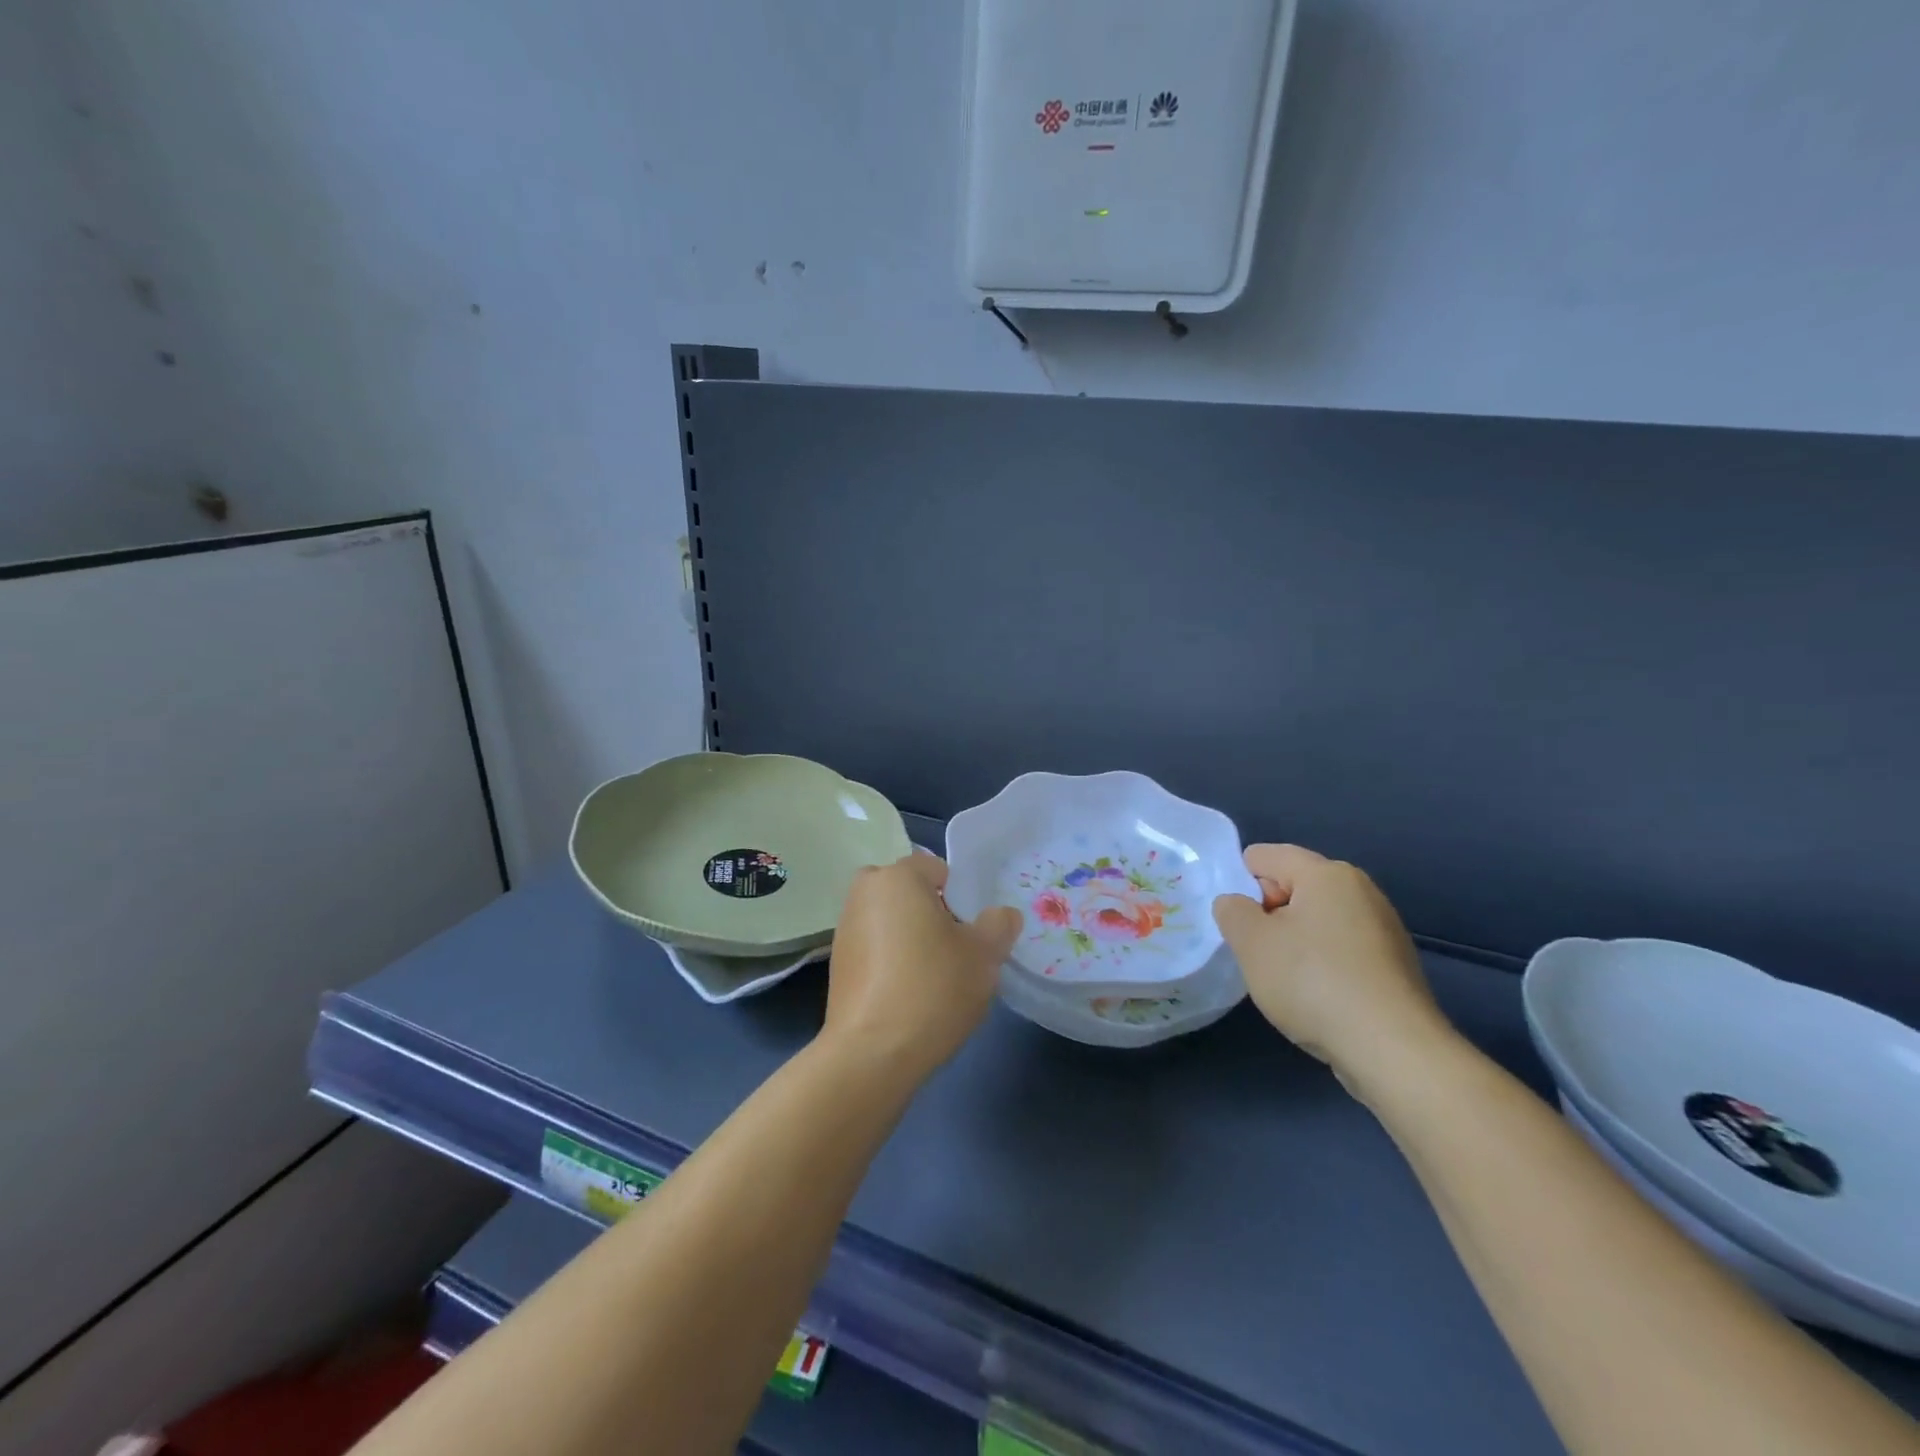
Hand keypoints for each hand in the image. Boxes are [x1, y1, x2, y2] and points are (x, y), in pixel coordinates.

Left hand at [822, 852, 1022, 1082]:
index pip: (936, 868)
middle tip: (955, 951)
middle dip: (931, 913)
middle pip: (909, 892)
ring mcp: (844, 929)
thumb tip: (1002, 915)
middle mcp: (864, 893)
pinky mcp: (836, 965)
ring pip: (890, 920)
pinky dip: (891, 962)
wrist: (872, 1054)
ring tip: (933, 979)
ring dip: (910, 938)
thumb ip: (999, 925)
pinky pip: (875, 949)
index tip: (971, 931)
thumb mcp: (984, 955)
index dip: (960, 896)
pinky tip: (908, 996)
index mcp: (897, 877)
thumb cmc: (932, 988)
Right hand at [1212, 845, 1455, 1095]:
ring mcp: (1383, 927)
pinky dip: (1322, 965)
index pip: (1263, 856)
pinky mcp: (1394, 964)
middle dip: (1268, 915)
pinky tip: (1318, 998)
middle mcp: (1360, 889)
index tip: (1239, 926)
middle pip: (1292, 886)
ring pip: (1316, 920)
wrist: (1393, 1050)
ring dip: (1294, 942)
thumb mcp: (1251, 942)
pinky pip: (1341, 949)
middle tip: (1258, 954)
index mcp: (1326, 872)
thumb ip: (1232, 911)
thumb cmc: (1313, 982)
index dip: (1240, 885)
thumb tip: (1238, 904)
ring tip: (1286, 981)